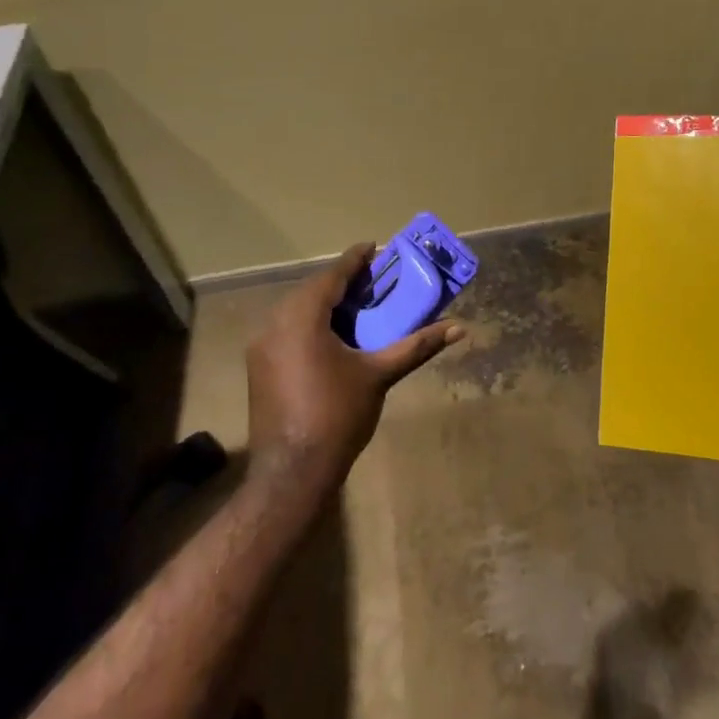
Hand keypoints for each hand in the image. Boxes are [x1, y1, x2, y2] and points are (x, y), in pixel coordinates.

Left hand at [246, 243, 464, 491]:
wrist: (292, 471)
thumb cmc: (338, 415)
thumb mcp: (379, 375)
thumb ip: (416, 345)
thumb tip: (458, 329)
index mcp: (302, 317)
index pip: (331, 276)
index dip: (355, 260)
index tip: (375, 247)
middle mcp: (275, 323)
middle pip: (313, 290)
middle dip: (342, 281)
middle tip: (373, 277)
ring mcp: (262, 346)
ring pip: (297, 309)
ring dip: (326, 302)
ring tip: (358, 302)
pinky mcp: (260, 366)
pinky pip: (287, 328)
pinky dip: (311, 321)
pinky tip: (334, 333)